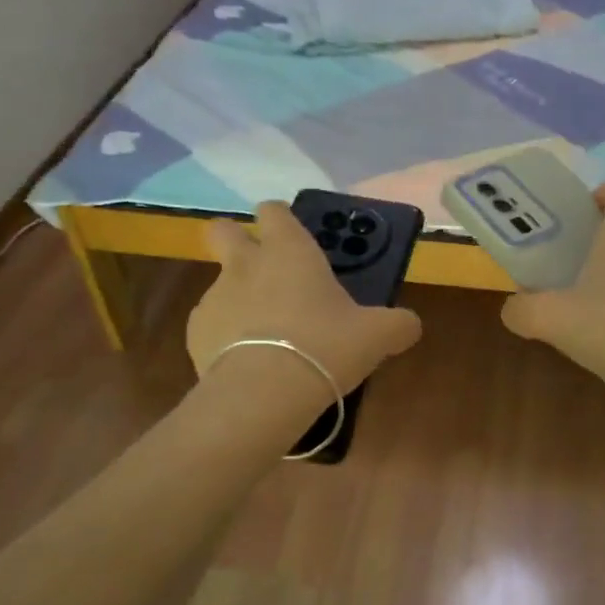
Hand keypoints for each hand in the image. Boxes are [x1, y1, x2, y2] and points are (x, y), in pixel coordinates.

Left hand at [189, 201, 422, 394]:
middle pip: (223, 230)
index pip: (274, 210)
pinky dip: (226, 336)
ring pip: (221, 283)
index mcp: (289, 250)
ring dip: (239, 298)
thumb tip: (409, 324)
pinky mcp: (195, 332)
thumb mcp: (377, 335)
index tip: (292, 236)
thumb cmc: (325, 347)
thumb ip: (398, 324)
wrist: (263, 394)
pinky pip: (212, 324)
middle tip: (262, 268)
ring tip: (265, 336)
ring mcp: (215, 296)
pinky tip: (247, 362)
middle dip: (236, 239)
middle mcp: (246, 263)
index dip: (281, 219)